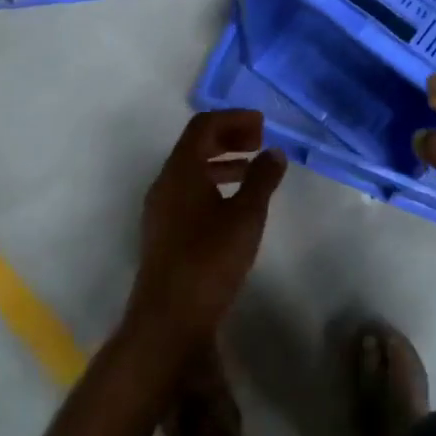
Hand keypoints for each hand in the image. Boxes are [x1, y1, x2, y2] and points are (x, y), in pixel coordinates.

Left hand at [125, 111, 286, 357]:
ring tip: (253, 169)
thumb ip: (262, 179)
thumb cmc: (209, 260)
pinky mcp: (164, 231)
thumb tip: (274, 152)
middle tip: (260, 142)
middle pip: (195, 144)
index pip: (203, 125)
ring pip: (191, 169)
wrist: (169, 317)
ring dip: (222, 161)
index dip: (233, 118)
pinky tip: (234, 203)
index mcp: (181, 170)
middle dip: (228, 136)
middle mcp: (165, 182)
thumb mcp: (246, 216)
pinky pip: (188, 191)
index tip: (262, 125)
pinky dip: (213, 183)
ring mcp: (161, 208)